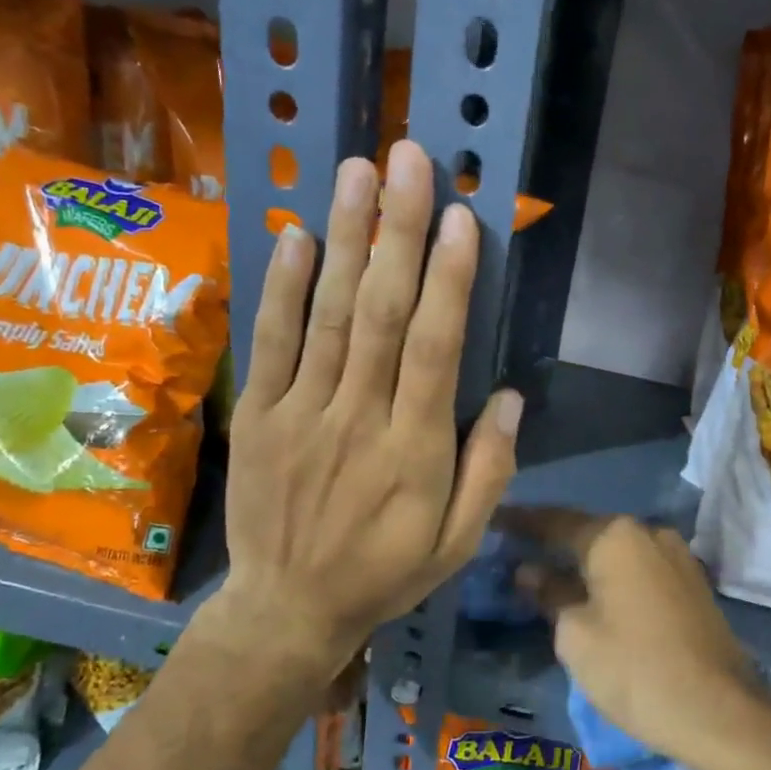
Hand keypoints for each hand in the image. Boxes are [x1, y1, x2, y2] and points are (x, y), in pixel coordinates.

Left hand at [216, 142, 521, 678]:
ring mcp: (303, 414)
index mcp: (416, 452)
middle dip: (398, 233)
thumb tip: (508, 397)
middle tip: (408, 161)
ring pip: (327, 315)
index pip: (435, 350)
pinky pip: (272, 343)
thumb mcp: (458, 544)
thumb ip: (489, 471)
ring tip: (357, 172)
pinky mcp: (262, 416)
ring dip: (344, 239)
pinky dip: (282, 288)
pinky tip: (296, 236)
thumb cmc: (385, 574)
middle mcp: (359, 420)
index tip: (460, 219)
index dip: (449, 281)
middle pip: (381, 314)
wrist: (289, 608)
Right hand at [502, 508, 763, 769]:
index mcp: (615, 536)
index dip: (522, 522)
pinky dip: (613, 578)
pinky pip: (641, 570)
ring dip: (585, 562)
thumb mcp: (575, 634)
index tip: (495, 521)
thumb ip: (548, 592)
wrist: (719, 712)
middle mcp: (649, 533)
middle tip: (519, 552)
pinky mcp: (693, 584)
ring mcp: (678, 557)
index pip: (555, 521)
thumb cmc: (634, 669)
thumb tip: (529, 570)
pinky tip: (595, 594)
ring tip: (553, 575)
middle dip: (554, 543)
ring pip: (618, 553)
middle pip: (589, 532)